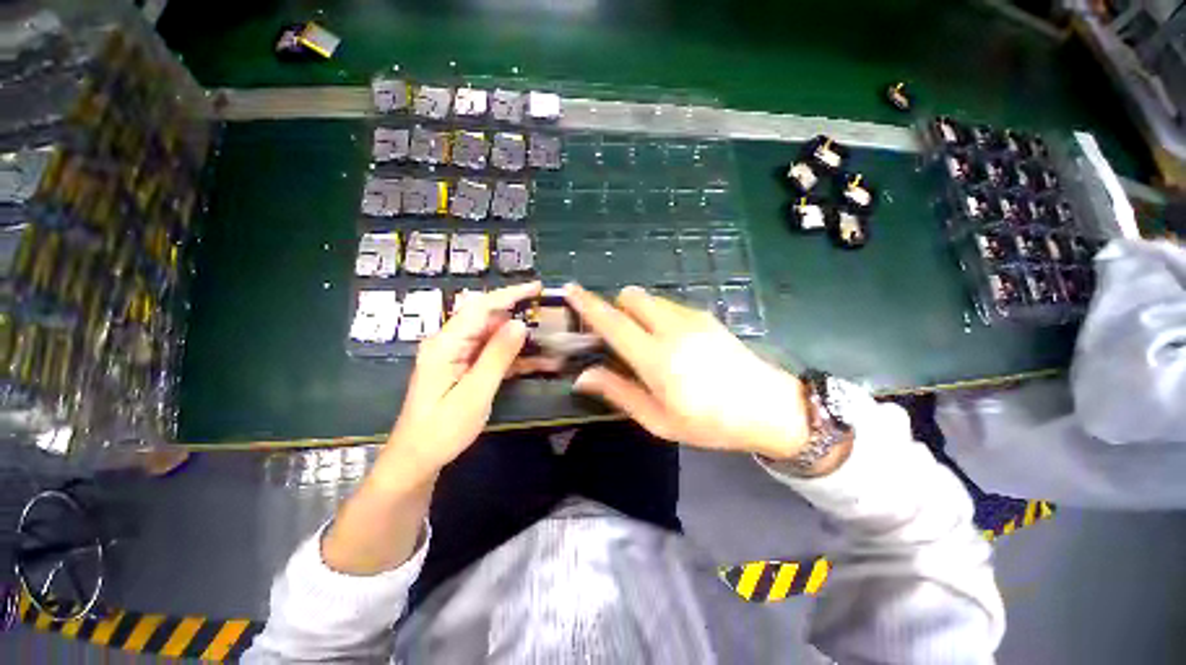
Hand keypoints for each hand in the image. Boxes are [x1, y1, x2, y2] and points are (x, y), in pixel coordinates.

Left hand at [386, 282, 542, 478]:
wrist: (417, 459)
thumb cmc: (442, 430)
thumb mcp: (475, 393)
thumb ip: (497, 357)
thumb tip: (519, 324)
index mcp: (446, 344)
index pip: (480, 307)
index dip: (510, 294)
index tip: (536, 287)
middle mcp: (450, 343)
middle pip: (487, 318)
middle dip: (518, 314)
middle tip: (548, 316)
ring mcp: (457, 355)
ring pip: (493, 336)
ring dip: (520, 339)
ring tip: (548, 341)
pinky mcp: (463, 367)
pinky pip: (491, 354)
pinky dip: (513, 357)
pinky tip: (537, 362)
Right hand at [565, 284, 808, 459]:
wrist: (769, 408)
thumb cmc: (710, 423)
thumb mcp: (659, 420)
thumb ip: (619, 392)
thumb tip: (584, 376)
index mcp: (655, 358)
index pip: (612, 321)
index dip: (587, 304)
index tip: (570, 290)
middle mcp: (671, 328)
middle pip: (630, 297)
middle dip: (615, 308)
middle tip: (617, 336)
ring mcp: (691, 318)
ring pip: (649, 299)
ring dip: (637, 312)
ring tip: (645, 341)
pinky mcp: (705, 316)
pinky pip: (668, 305)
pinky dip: (656, 314)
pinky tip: (670, 341)